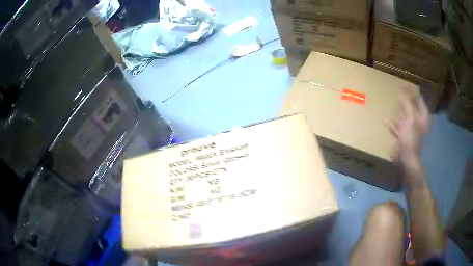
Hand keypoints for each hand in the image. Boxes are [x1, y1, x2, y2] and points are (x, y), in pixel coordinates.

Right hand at [389, 96, 430, 168]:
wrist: (407, 159)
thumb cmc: (411, 137)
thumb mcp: (410, 117)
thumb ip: (407, 103)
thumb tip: (402, 90)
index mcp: (423, 116)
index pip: (419, 99)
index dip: (412, 92)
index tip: (404, 85)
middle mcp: (418, 122)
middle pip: (412, 107)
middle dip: (405, 101)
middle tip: (397, 93)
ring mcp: (412, 130)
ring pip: (405, 117)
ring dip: (399, 111)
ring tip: (391, 104)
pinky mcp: (405, 137)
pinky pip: (399, 127)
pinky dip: (393, 124)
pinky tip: (386, 120)